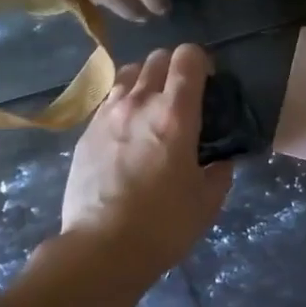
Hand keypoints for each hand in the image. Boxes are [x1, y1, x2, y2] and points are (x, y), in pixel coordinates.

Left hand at [62, 44, 232, 274]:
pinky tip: (128, 131)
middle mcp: (139, 103)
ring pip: (128, 74)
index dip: (202, 61)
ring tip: (152, 108)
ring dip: (145, 80)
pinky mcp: (85, 133)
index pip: (188, 57)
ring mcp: (107, 115)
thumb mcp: (207, 202)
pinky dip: (123, 104)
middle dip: (174, 67)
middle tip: (183, 95)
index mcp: (175, 114)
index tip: (209, 82)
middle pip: (156, 58)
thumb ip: (219, 173)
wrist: (101, 248)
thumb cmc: (163, 225)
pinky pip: (108, 101)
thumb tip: (219, 162)